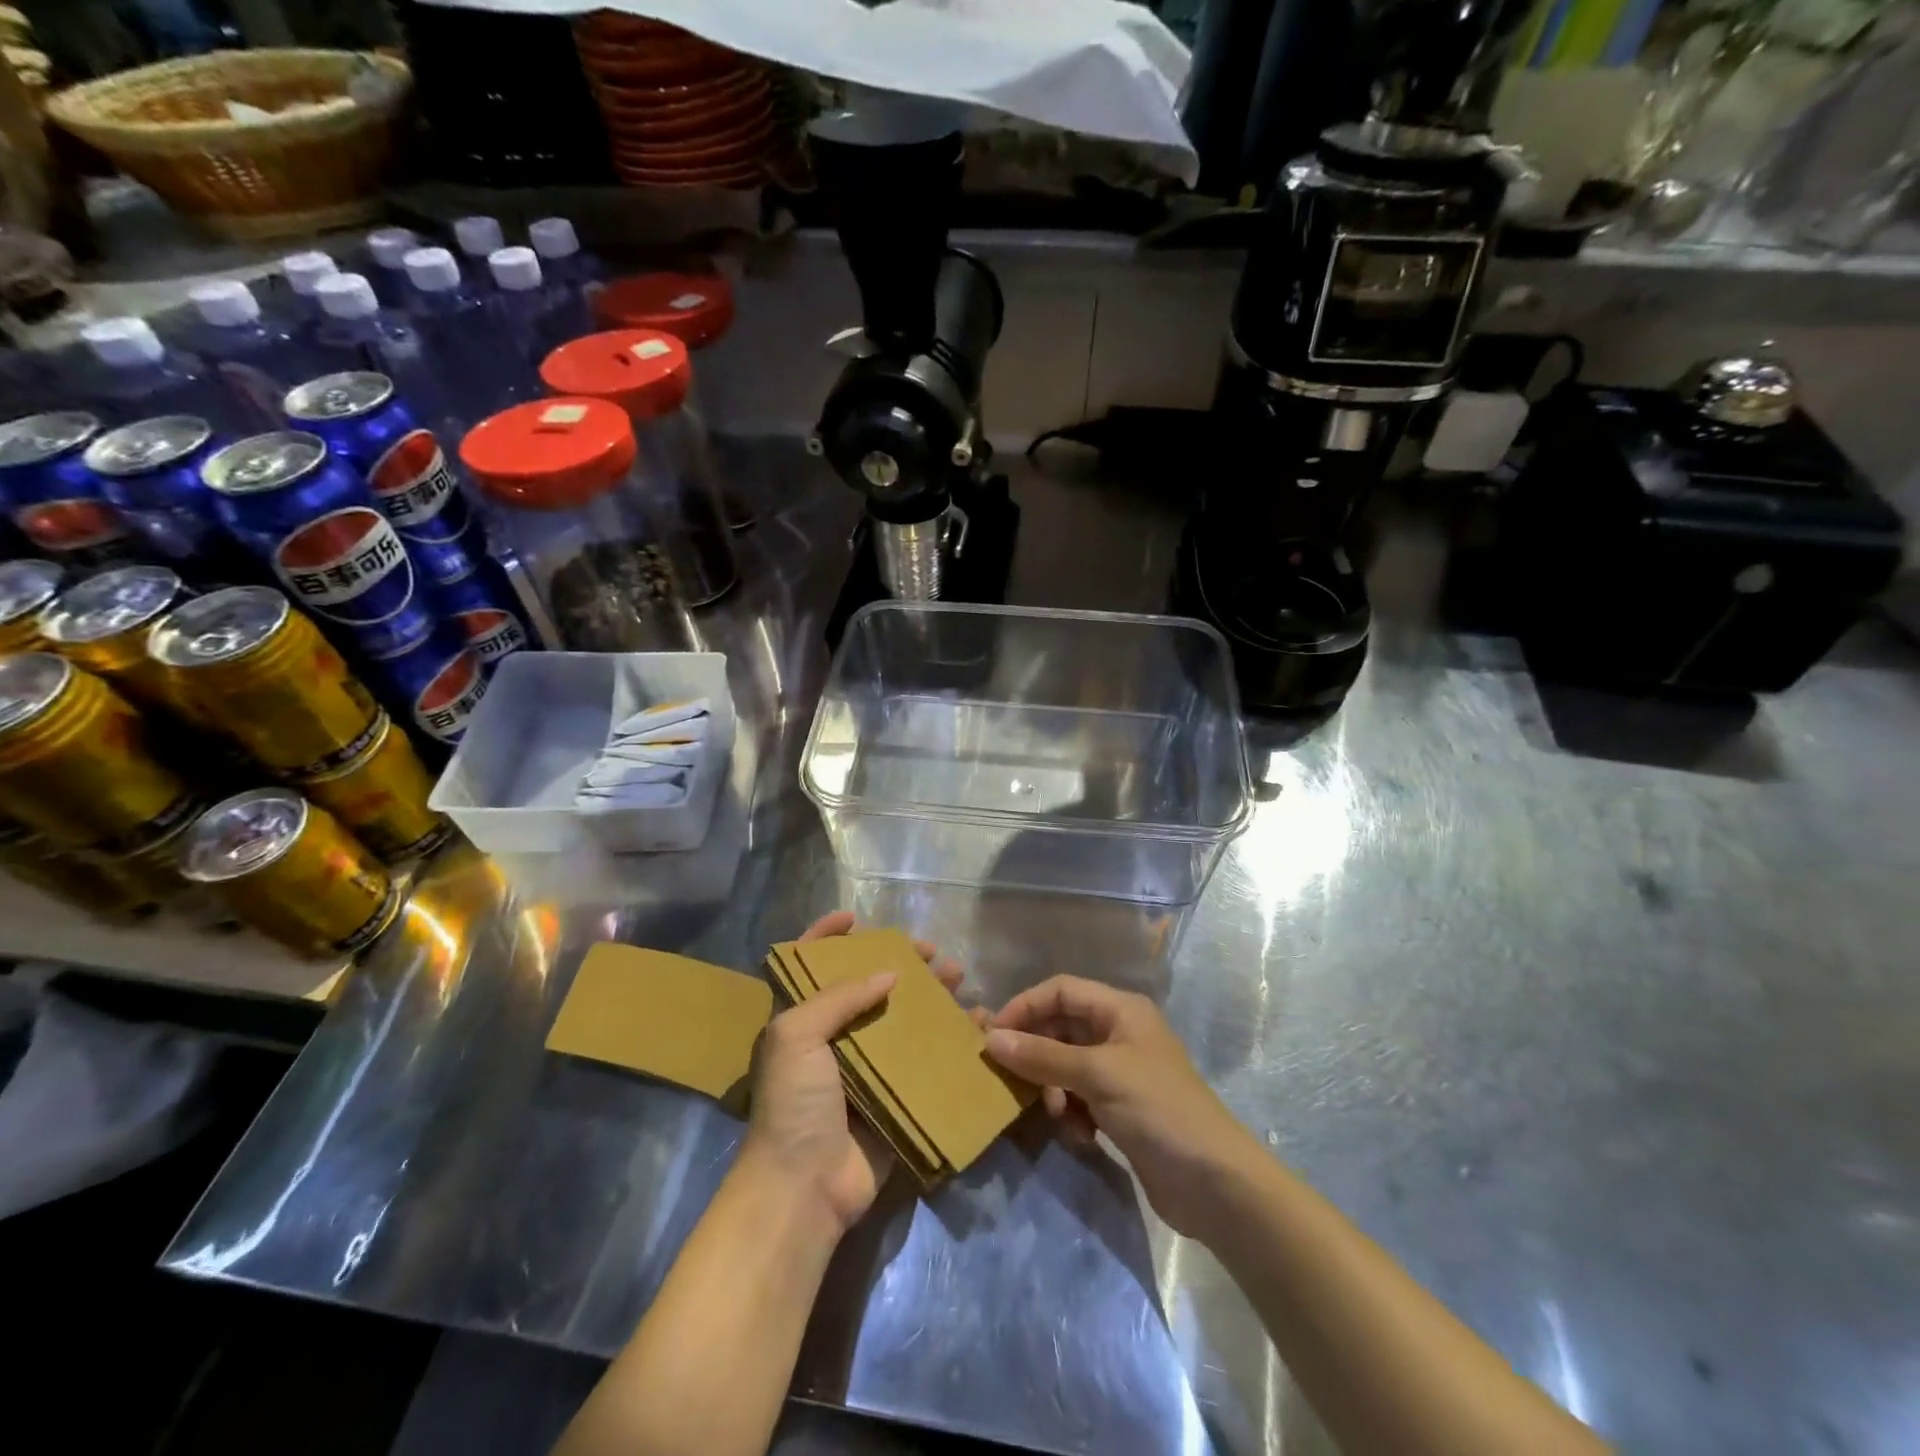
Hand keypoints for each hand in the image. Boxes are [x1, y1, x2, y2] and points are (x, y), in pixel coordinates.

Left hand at [740, 911, 968, 1235]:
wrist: (804, 1188)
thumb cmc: (793, 1103)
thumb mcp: (798, 1036)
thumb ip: (840, 996)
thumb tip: (890, 974)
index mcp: (800, 1021)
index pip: (808, 966)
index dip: (824, 937)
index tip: (855, 918)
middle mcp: (831, 1040)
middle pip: (868, 988)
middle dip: (900, 964)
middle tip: (933, 952)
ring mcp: (864, 1071)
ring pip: (902, 1020)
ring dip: (930, 997)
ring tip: (960, 978)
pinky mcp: (893, 1098)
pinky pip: (924, 1061)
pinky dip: (949, 1042)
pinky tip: (975, 1026)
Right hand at [985, 976, 1258, 1239]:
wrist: (1215, 1184)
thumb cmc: (1158, 1110)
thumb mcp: (1097, 1075)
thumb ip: (1042, 1055)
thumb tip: (990, 1039)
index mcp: (1120, 1010)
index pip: (1060, 990)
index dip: (1025, 1007)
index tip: (993, 1036)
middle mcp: (1119, 1033)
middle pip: (1061, 1028)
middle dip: (1037, 1053)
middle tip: (1010, 1080)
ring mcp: (1120, 1073)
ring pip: (1066, 1066)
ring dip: (1054, 1089)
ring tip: (1057, 1115)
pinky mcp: (1121, 1110)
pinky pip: (1079, 1098)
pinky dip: (1072, 1113)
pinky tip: (1080, 1136)